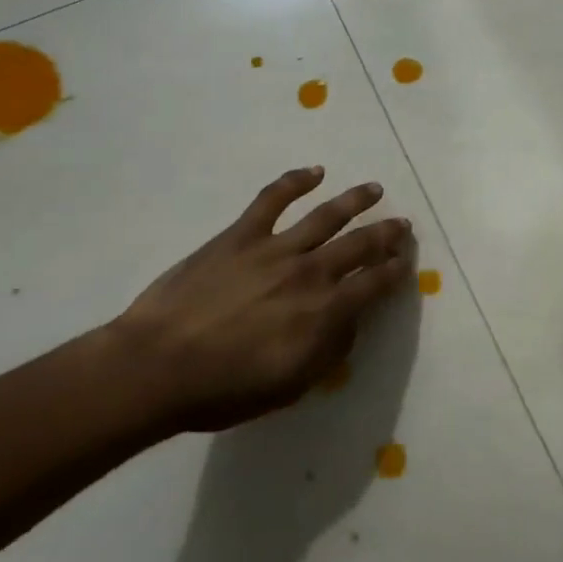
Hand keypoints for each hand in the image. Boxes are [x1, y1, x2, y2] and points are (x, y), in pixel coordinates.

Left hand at [110, 167, 414, 430]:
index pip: (374, 284)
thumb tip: (350, 322)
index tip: (406, 262)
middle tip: (402, 224)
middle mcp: (309, 272)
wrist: (157, 366)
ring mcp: (274, 248)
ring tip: (374, 189)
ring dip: (354, 200)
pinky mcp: (240, 235)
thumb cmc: (224, 389)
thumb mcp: (290, 386)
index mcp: (324, 311)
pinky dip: (295, 181)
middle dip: (385, 234)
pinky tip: (314, 172)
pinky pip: (273, 199)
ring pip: (326, 215)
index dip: (394, 271)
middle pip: (359, 245)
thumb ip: (329, 352)